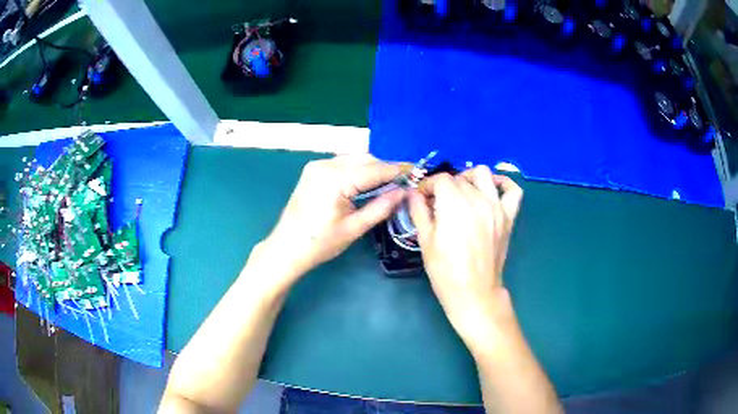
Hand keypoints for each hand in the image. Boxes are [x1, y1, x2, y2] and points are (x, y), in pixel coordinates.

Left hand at [254, 155, 406, 288]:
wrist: (286, 248)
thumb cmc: (320, 243)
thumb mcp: (354, 228)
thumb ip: (381, 207)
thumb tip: (404, 192)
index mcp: (335, 180)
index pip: (374, 169)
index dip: (398, 170)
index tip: (417, 171)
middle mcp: (325, 165)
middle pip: (365, 160)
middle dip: (386, 169)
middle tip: (405, 181)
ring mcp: (317, 166)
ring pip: (354, 159)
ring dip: (372, 168)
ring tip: (389, 183)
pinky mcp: (313, 170)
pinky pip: (343, 163)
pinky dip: (358, 170)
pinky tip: (367, 182)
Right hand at [408, 166, 522, 347]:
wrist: (474, 292)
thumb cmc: (445, 271)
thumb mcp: (425, 241)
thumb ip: (418, 211)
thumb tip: (413, 193)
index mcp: (454, 205)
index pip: (440, 179)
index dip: (427, 185)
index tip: (422, 197)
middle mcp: (477, 199)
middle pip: (459, 178)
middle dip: (444, 186)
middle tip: (438, 203)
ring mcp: (496, 206)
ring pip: (483, 174)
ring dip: (469, 178)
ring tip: (462, 192)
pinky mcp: (508, 216)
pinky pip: (512, 190)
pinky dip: (503, 183)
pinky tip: (492, 189)